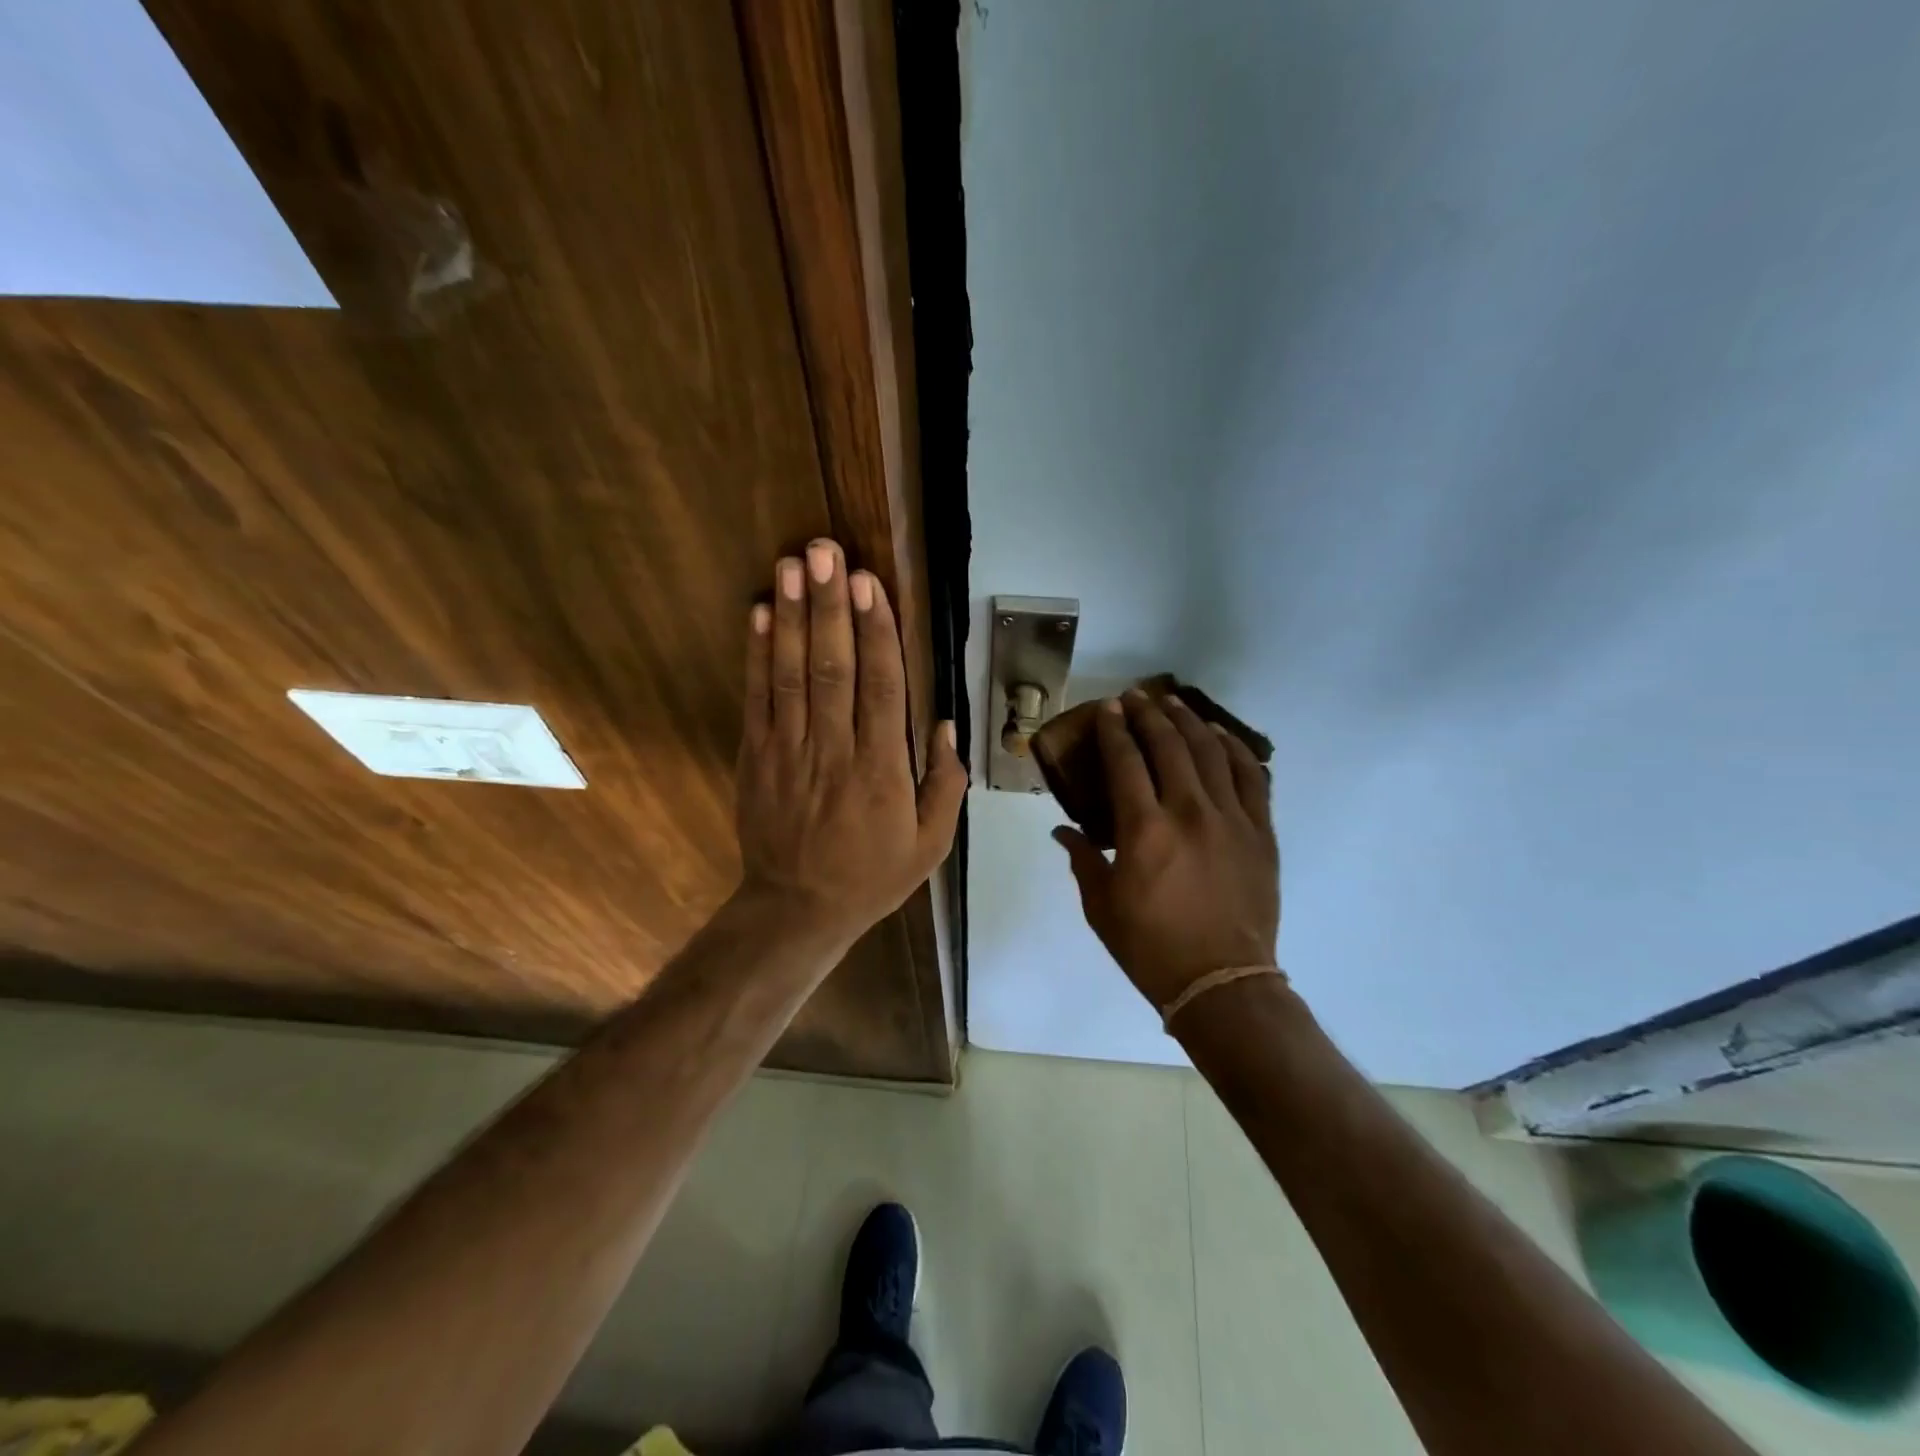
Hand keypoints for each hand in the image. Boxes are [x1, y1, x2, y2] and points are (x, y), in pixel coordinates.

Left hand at [734, 539, 965, 950]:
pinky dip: (758, 654)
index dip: (876, 632)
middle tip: (826, 551)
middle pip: (832, 668)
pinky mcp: (756, 756)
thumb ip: (944, 784)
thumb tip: (942, 724)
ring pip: (792, 674)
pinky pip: (757, 698)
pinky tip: (762, 613)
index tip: (869, 584)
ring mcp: (788, 751)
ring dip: (794, 616)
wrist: (796, 908)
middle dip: (830, 606)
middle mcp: (833, 751)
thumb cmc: (871, 875)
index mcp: (881, 771)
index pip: (880, 689)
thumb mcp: (930, 845)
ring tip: (793, 564)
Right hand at [1055, 692, 1278, 1010]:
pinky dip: (1235, 750)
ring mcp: (1231, 819)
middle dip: (1148, 714)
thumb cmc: (1151, 947)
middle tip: (1135, 697)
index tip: (1108, 708)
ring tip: (1173, 703)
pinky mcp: (1261, 832)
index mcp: (1144, 829)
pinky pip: (1252, 777)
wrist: (1222, 982)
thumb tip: (1063, 832)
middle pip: (1169, 745)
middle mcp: (1189, 812)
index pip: (1125, 761)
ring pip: (1211, 752)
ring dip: (1189, 721)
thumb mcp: (1102, 906)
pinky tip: (1220, 736)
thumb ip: (1083, 859)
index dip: (1114, 729)